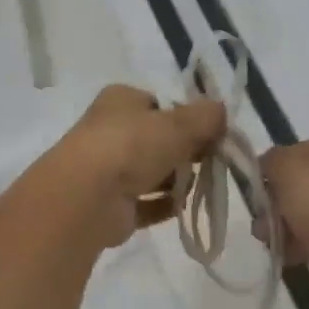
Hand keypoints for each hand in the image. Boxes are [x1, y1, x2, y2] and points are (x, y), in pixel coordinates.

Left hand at [38, 85, 225, 248]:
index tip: (211, 132)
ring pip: (151, 172)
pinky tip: (182, 207)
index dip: (186, 117)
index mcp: (120, 101)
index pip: (158, 103)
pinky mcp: (110, 206)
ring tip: (197, 185)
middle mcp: (110, 131)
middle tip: (210, 160)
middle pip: (157, 139)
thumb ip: (205, 117)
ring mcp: (107, 170)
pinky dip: (163, 205)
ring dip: (175, 180)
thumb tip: (221, 111)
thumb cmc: (131, 146)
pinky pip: (145, 203)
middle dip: (184, 151)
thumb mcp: (178, 124)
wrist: (87, 197)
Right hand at [259, 135, 308, 308]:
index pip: (300, 149)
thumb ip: (271, 161)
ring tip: (272, 244)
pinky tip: (289, 258)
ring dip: (284, 226)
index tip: (257, 194)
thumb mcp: (293, 170)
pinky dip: (302, 247)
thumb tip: (267, 173)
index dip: (273, 169)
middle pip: (304, 182)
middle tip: (262, 222)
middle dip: (277, 202)